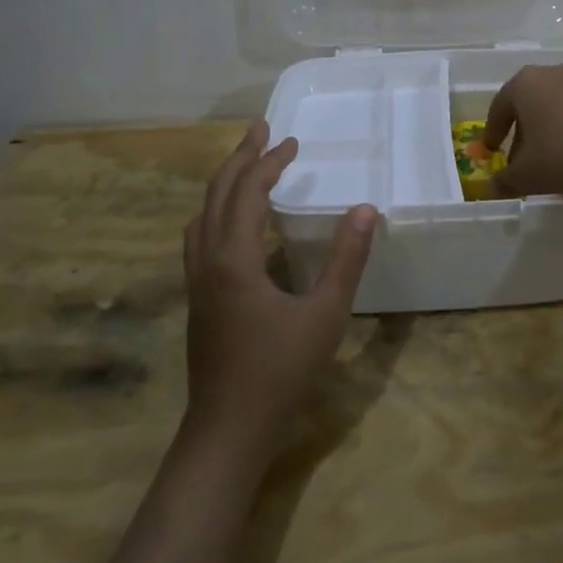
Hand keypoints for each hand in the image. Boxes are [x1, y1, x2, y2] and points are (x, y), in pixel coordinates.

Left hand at [183, 121, 376, 449]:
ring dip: (225, 183)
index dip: (269, 162)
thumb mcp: (325, 314)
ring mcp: (197, 281)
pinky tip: (236, 224)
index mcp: (234, 258)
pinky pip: (201, 236)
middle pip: (217, 194)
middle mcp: (207, 261)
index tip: (293, 142)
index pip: (247, 192)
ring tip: (248, 167)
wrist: (227, 431)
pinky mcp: (198, 298)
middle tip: (262, 131)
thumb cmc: (280, 372)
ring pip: (202, 215)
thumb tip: (365, 209)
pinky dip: (218, 211)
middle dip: (240, 158)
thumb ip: (346, 259)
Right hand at [483, 64, 562, 201]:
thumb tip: (494, 187)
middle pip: (529, 103)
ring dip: (551, 128)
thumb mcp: (526, 176)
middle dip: (523, 131)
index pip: (499, 107)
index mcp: (525, 84)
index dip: (493, 131)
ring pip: (557, 104)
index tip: (492, 151)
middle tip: (521, 158)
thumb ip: (504, 181)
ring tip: (553, 157)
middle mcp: (553, 73)